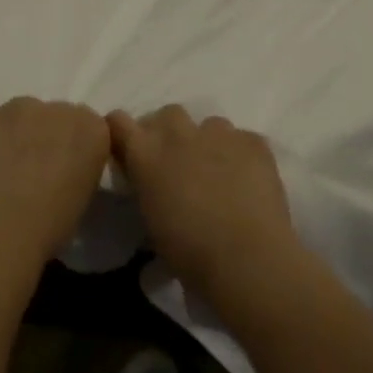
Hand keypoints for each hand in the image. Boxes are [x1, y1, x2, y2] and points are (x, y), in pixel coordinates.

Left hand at [0, 98, 110, 261]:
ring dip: (19, 134)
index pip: (90, 128)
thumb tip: (63, 170)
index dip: (75, 150)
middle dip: (48, 136)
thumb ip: (80, 170)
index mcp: (94, 130)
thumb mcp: (84, 197)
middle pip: (57, 116)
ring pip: (23, 116)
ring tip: (5, 168)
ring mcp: (21, 107)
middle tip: (34, 169)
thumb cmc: (51, 225)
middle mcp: (61, 108)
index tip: (65, 171)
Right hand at [106, 106, 301, 296]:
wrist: (246, 258)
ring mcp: (220, 134)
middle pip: (168, 114)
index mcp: (146, 155)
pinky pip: (242, 139)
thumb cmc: (189, 252)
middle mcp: (179, 134)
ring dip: (207, 142)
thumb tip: (153, 189)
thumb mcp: (151, 222)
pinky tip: (246, 180)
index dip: (123, 133)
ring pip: (209, 124)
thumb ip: (147, 192)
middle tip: (176, 162)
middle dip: (169, 132)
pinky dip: (241, 154)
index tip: (129, 151)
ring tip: (217, 172)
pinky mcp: (254, 142)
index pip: (118, 122)